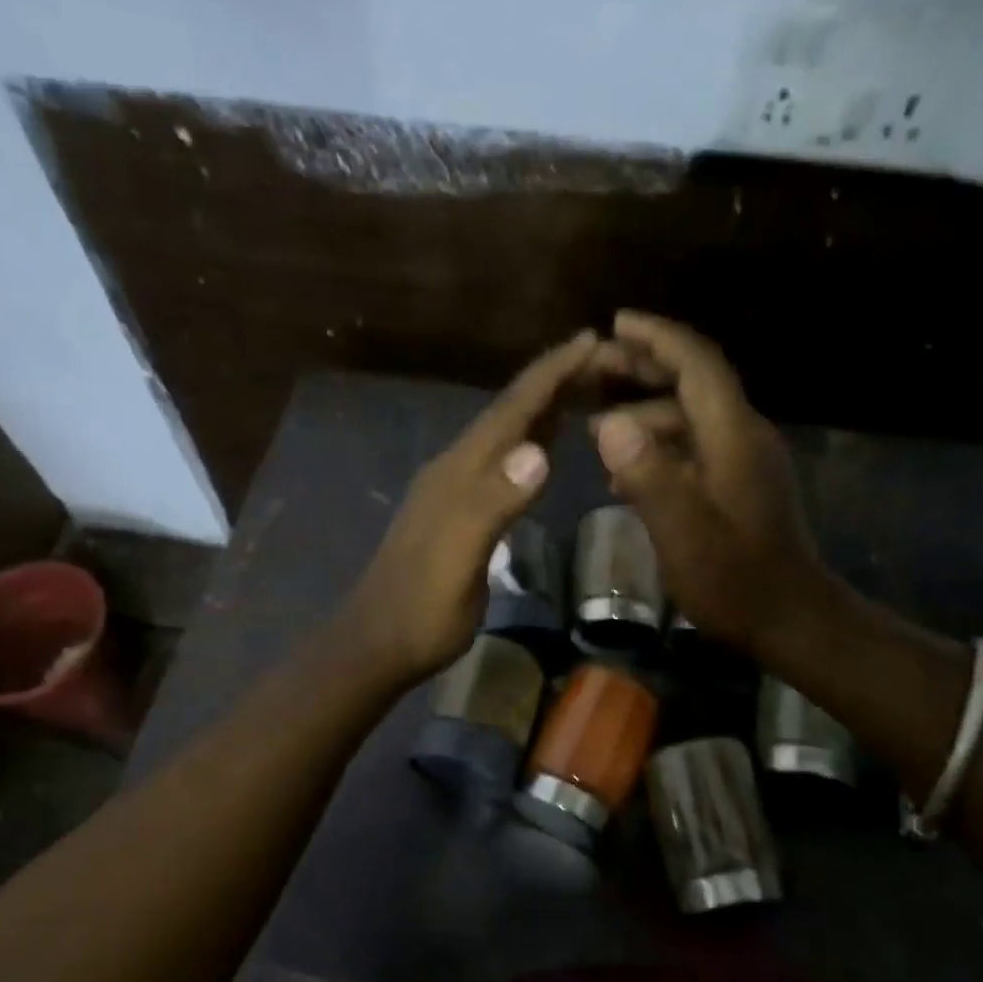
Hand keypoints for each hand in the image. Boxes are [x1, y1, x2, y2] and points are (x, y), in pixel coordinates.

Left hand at [340, 332, 599, 683]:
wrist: (379, 643)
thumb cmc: (422, 609)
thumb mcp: (458, 558)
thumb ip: (493, 504)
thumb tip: (538, 452)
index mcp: (459, 472)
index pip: (510, 411)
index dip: (549, 374)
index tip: (590, 338)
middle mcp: (456, 470)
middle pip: (508, 414)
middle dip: (553, 381)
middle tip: (603, 358)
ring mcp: (456, 492)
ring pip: (506, 436)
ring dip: (543, 409)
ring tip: (585, 387)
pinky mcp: (460, 514)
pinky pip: (502, 465)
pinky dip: (530, 445)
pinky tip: (545, 447)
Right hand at [591, 311, 841, 653]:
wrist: (789, 621)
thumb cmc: (735, 582)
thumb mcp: (683, 533)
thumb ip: (648, 475)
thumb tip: (608, 424)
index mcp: (732, 436)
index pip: (696, 364)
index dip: (657, 337)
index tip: (615, 323)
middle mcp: (743, 436)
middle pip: (693, 383)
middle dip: (644, 367)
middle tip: (593, 368)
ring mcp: (743, 461)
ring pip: (689, 417)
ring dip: (644, 412)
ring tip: (595, 424)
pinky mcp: (739, 486)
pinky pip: (693, 447)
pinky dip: (657, 446)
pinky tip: (624, 472)